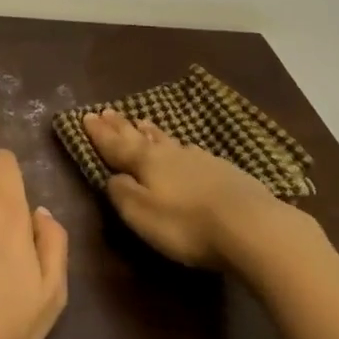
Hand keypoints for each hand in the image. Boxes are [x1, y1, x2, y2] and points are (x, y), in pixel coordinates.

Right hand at [81, 108, 301, 268]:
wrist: (252, 227)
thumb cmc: (187, 225)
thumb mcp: (141, 214)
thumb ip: (122, 193)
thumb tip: (112, 177)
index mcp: (146, 162)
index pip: (116, 144)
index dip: (99, 133)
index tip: (86, 116)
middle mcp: (171, 154)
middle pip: (141, 137)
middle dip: (122, 126)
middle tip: (108, 111)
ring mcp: (200, 160)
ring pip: (168, 141)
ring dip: (151, 132)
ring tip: (142, 122)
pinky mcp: (225, 172)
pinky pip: (191, 152)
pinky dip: (179, 147)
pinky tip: (184, 148)